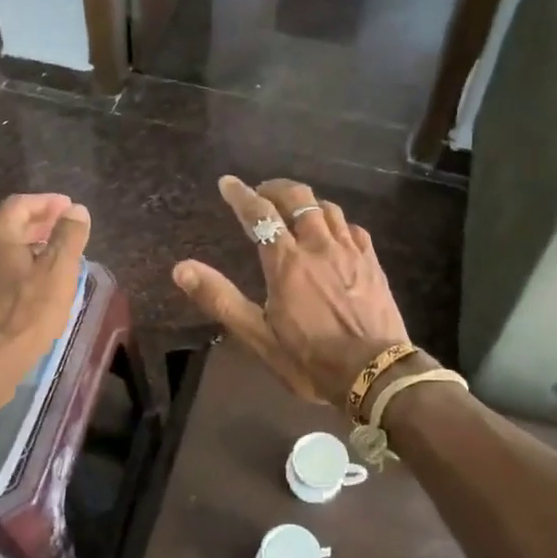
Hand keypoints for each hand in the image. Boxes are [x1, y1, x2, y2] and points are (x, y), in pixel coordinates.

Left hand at [0, 194, 89, 385]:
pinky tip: (33, 283)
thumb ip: (68, 236)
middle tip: (63, 228)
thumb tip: (76, 210)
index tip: (69, 208)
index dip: (46, 202)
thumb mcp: (58, 271)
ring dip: (26, 245)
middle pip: (7, 225)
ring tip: (53, 255)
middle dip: (37, 222)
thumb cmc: (26, 312)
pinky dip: (15, 266)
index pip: (19, 204)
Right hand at [172, 176, 410, 404]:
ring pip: (328, 209)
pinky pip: (353, 228)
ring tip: (295, 211)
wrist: (375, 374)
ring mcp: (350, 252)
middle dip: (276, 188)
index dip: (241, 195)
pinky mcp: (372, 263)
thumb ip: (220, 299)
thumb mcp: (258, 336)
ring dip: (307, 203)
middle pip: (298, 199)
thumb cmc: (310, 359)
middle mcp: (319, 246)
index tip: (227, 183)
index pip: (259, 214)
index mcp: (287, 262)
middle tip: (262, 193)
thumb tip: (181, 269)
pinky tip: (333, 233)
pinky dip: (336, 222)